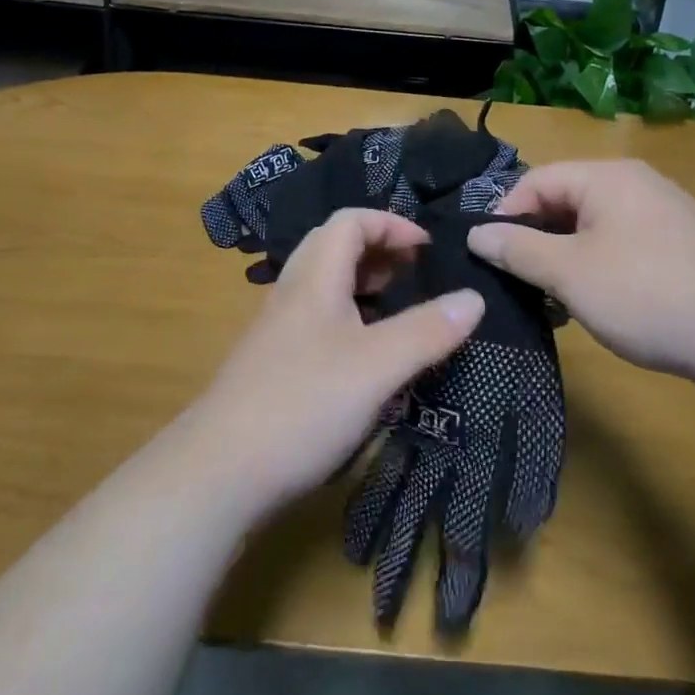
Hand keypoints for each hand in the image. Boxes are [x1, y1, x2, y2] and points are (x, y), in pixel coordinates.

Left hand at [193, 208, 485, 516]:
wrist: (219, 473)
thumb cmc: (303, 404)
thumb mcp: (378, 366)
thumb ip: (428, 330)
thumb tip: (475, 298)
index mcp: (314, 279)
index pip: (351, 221)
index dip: (391, 224)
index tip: (428, 249)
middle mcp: (292, 294)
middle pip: (335, 247)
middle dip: (380, 251)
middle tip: (416, 275)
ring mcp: (278, 331)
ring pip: (325, 287)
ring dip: (364, 286)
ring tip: (399, 310)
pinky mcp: (273, 365)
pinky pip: (317, 321)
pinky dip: (350, 320)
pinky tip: (367, 358)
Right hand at [466, 160, 694, 387]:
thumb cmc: (645, 294)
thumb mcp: (570, 273)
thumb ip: (518, 250)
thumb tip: (477, 234)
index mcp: (607, 177)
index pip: (536, 180)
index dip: (506, 215)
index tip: (489, 256)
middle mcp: (636, 183)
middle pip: (565, 201)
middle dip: (536, 240)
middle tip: (518, 283)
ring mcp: (663, 213)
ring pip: (593, 226)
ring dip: (565, 259)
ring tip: (553, 301)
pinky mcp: (681, 245)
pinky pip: (622, 244)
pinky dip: (598, 267)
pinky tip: (596, 305)